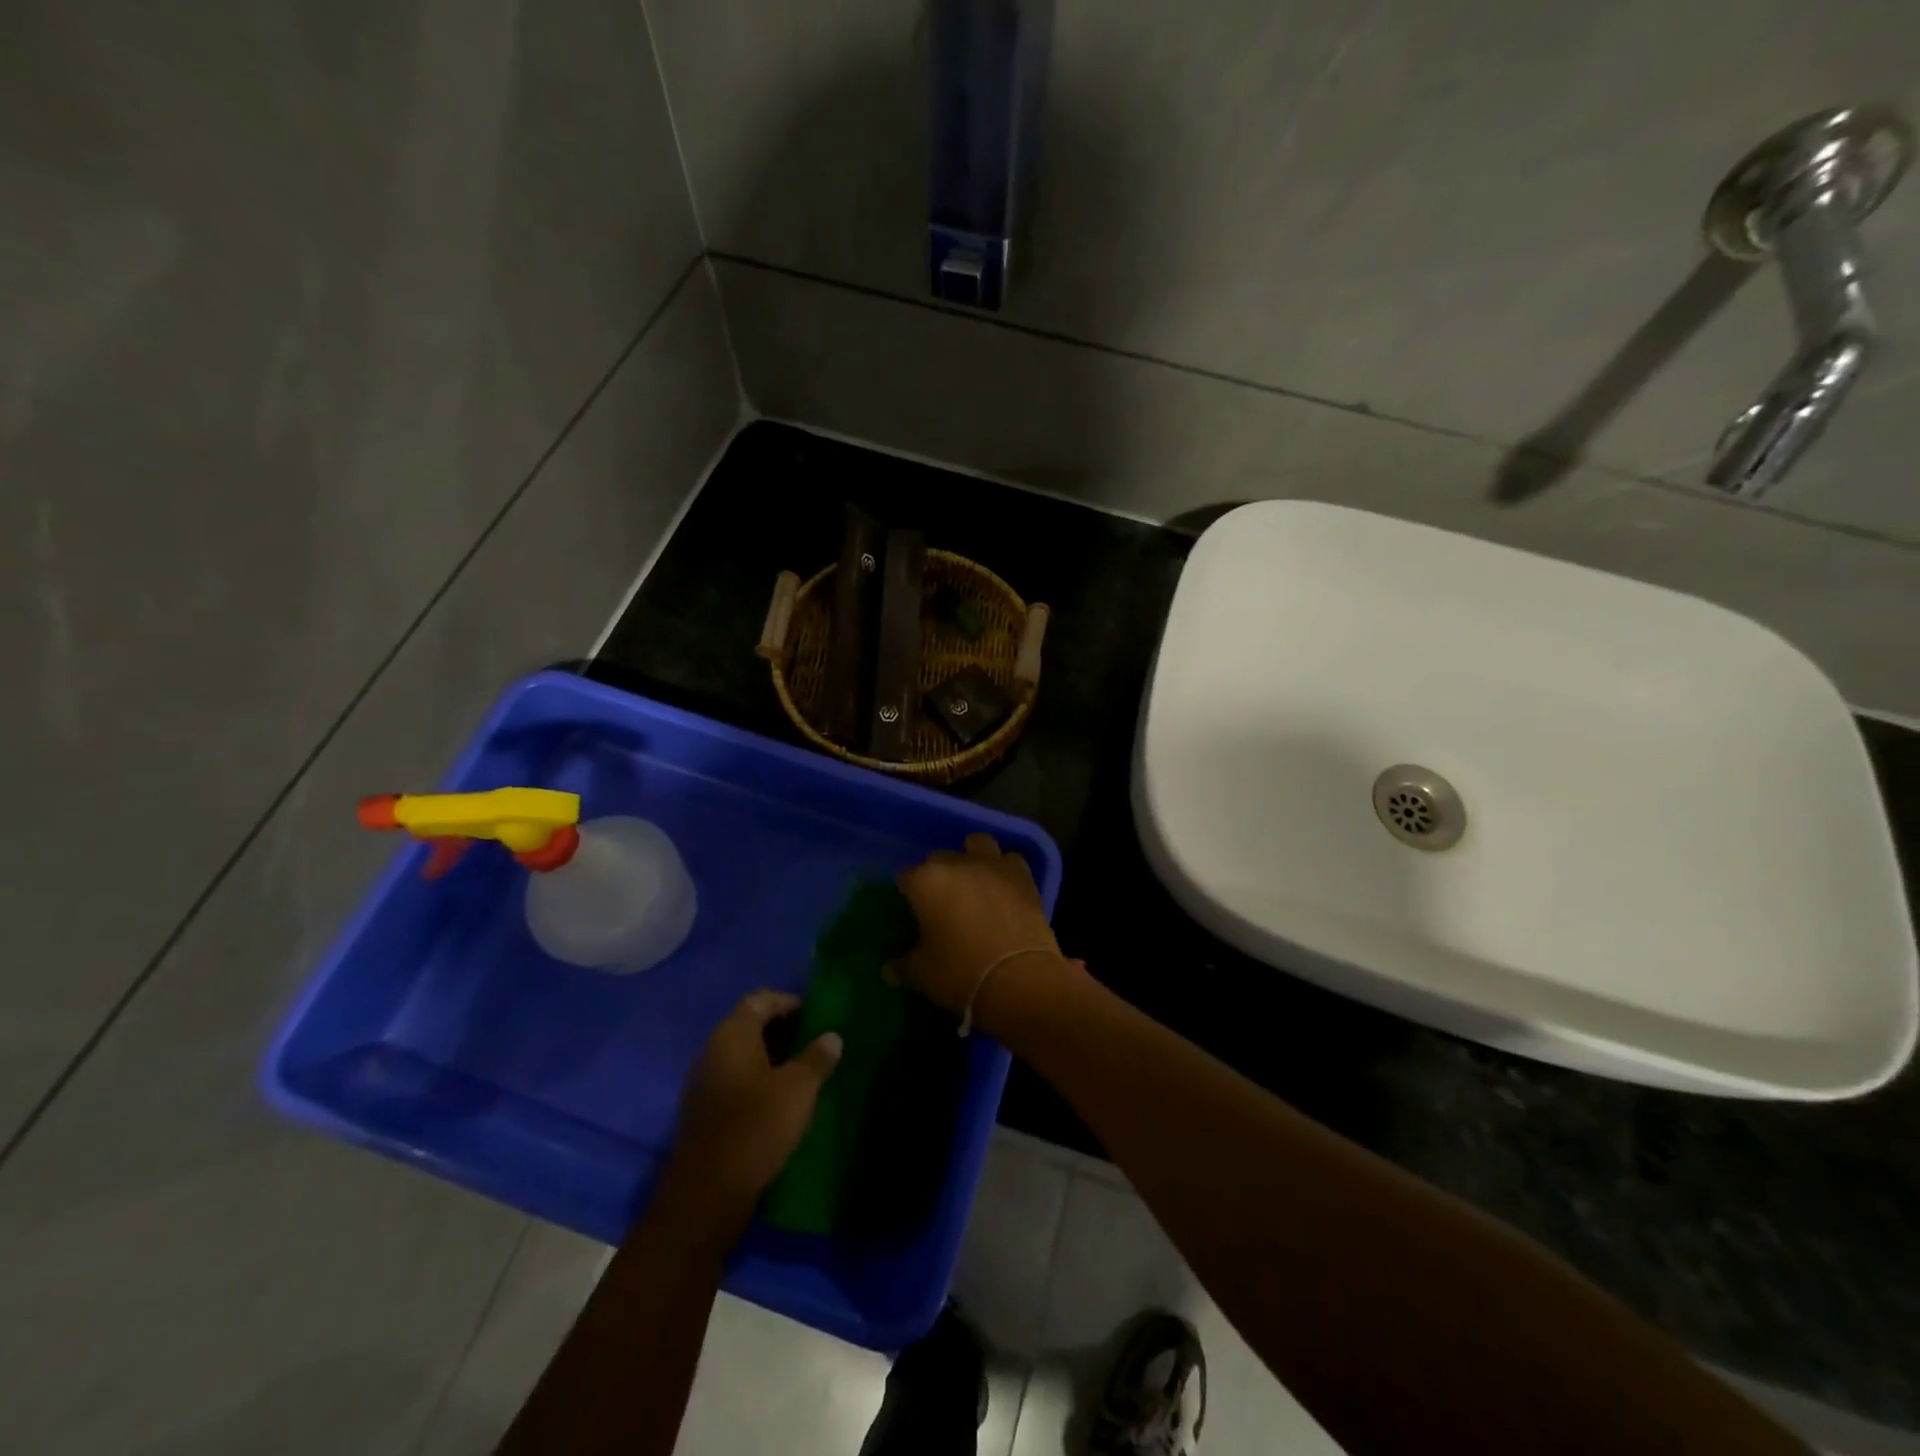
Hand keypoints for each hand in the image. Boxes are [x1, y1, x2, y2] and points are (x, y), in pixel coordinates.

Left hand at [664, 990, 841, 1218]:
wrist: (707, 1195)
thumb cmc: (756, 1127)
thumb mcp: (798, 1089)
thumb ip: (816, 1058)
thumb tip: (832, 1036)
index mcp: (732, 1035)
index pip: (760, 999)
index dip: (789, 1002)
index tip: (817, 1015)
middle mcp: (712, 1050)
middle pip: (750, 1025)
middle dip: (783, 1029)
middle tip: (816, 1042)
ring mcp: (704, 1082)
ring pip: (743, 1055)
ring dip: (773, 1056)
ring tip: (805, 1070)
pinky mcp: (704, 1111)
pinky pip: (736, 1079)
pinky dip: (759, 1080)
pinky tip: (781, 1100)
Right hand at [893, 834, 1074, 1035]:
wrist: (1019, 979)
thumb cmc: (959, 973)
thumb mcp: (921, 974)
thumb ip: (902, 965)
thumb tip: (889, 970)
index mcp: (925, 881)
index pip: (905, 877)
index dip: (906, 894)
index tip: (909, 912)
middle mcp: (957, 864)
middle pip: (939, 859)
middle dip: (937, 876)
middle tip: (940, 903)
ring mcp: (993, 866)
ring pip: (978, 845)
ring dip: (972, 857)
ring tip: (973, 883)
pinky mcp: (1023, 877)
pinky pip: (1010, 861)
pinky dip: (1005, 871)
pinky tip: (1003, 889)